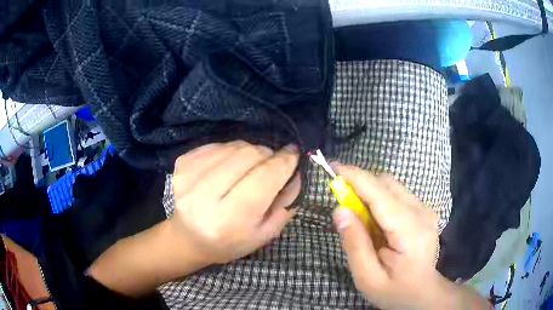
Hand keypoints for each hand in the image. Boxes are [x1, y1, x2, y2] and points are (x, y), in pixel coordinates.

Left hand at [170, 141, 299, 264]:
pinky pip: (217, 145)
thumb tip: (294, 171)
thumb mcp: (264, 234)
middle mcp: (204, 195)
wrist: (188, 238)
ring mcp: (189, 175)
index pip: (263, 179)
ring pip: (234, 146)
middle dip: (267, 155)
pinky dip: (230, 151)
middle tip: (271, 165)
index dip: (284, 162)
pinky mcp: (182, 163)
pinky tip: (229, 166)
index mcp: (227, 219)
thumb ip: (284, 204)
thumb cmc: (229, 242)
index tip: (294, 154)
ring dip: (249, 152)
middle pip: (248, 156)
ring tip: (248, 169)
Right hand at [332, 165, 440, 308]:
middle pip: (387, 183)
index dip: (356, 177)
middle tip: (339, 197)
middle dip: (360, 183)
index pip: (381, 194)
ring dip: (369, 191)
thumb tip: (340, 210)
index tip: (332, 167)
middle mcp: (422, 213)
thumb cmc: (394, 291)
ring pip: (391, 186)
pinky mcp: (424, 210)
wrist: (422, 293)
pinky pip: (397, 194)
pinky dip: (379, 198)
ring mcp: (426, 210)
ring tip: (356, 214)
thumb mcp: (367, 277)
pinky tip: (373, 219)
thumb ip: (354, 244)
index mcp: (410, 232)